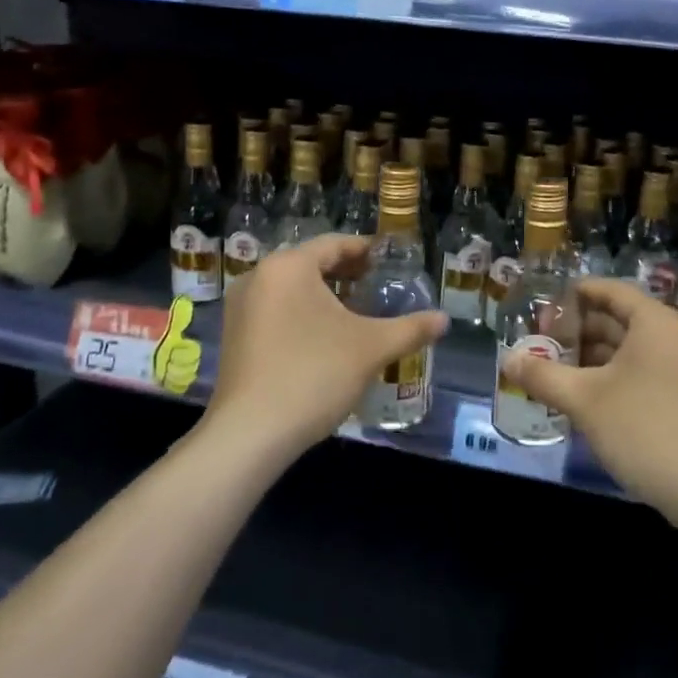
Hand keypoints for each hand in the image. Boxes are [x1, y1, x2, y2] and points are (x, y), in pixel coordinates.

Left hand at [205, 234, 446, 457]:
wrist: (251, 433)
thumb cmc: (314, 375)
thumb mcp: (371, 349)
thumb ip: (410, 329)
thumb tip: (444, 320)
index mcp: (289, 266)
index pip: (335, 244)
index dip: (366, 250)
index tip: (389, 261)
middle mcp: (259, 276)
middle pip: (310, 263)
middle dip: (345, 273)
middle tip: (376, 285)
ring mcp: (240, 306)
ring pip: (290, 287)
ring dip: (323, 294)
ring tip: (354, 312)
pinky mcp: (234, 335)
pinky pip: (274, 309)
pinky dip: (300, 312)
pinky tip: (323, 337)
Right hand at [500, 278, 677, 524]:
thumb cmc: (644, 429)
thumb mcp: (584, 400)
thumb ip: (542, 375)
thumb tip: (507, 360)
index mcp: (654, 322)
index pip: (609, 290)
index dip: (572, 294)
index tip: (540, 305)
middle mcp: (671, 336)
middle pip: (616, 319)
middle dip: (575, 330)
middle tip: (536, 342)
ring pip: (625, 350)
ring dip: (588, 358)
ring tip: (549, 370)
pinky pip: (637, 373)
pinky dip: (607, 378)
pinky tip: (578, 396)